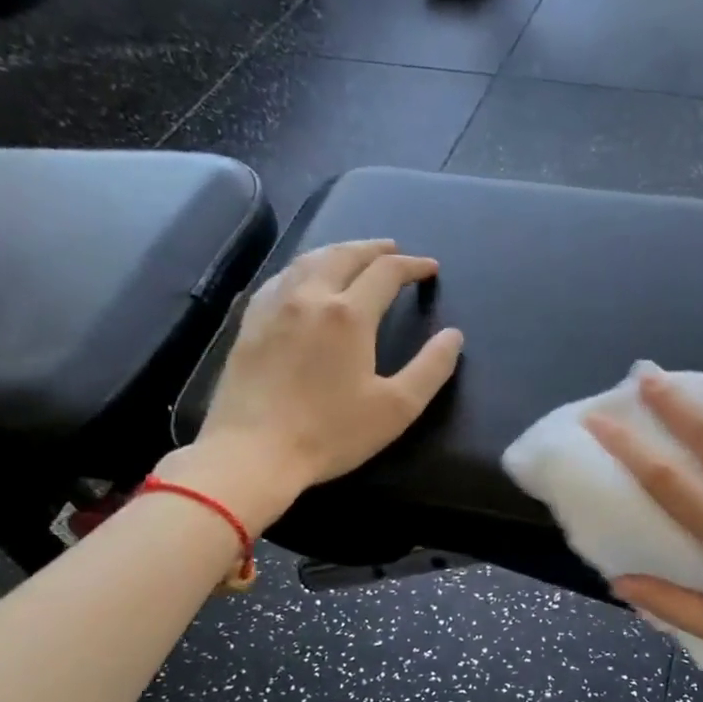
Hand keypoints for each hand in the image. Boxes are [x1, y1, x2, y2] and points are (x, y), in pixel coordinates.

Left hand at [155, 240, 463, 531]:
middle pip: (344, 255)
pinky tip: (303, 280)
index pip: (386, 273)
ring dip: (337, 251)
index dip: (412, 266)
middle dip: (374, 248)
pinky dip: (303, 268)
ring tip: (353, 256)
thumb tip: (453, 336)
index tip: (430, 268)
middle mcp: (310, 297)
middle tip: (393, 250)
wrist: (253, 452)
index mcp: (349, 314)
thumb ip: (431, 368)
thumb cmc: (331, 433)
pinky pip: (279, 279)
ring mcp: (273, 307)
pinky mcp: (248, 323)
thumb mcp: (396, 408)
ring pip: (308, 260)